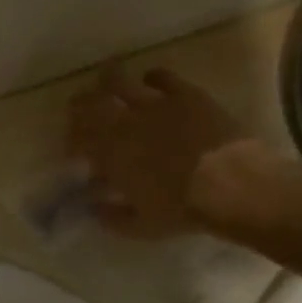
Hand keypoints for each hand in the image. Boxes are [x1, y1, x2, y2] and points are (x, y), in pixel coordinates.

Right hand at [66, 67, 243, 236]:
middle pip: (90, 105)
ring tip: (105, 81)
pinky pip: (161, 76)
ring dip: (107, 81)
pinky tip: (150, 80)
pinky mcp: (185, 94)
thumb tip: (94, 208)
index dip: (71, 141)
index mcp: (110, 155)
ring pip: (119, 81)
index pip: (78, 140)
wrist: (230, 183)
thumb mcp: (140, 226)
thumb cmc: (180, 210)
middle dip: (80, 106)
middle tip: (77, 107)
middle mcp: (125, 124)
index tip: (72, 149)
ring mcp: (155, 104)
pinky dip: (151, 77)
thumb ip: (111, 216)